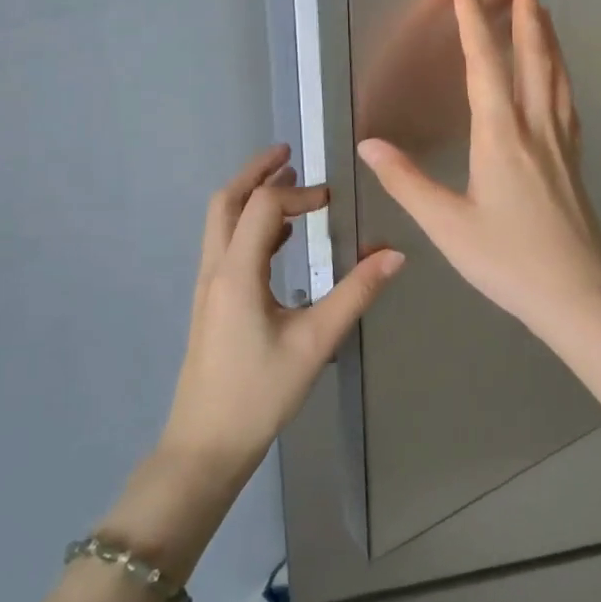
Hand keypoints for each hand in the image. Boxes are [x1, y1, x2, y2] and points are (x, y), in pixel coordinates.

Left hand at [160, 145, 405, 477]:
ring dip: (250, 196)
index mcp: (237, 273)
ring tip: (288, 186)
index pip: (262, 206)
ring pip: (221, 223)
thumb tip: (395, 254)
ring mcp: (209, 287)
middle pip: (226, 202)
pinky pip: (227, 246)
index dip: (298, 194)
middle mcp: (216, 270)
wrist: (205, 446)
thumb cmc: (259, 394)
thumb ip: (355, 294)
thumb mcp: (315, 342)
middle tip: (289, 155)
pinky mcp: (212, 304)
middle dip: (255, 173)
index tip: (332, 201)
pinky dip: (251, 226)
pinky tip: (281, 240)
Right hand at [357, 0, 600, 341]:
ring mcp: (561, 141)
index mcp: (501, 136)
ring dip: (548, 38)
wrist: (577, 291)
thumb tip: (369, 145)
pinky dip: (561, 73)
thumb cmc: (508, 260)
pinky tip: (559, 75)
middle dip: (526, 16)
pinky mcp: (574, 159)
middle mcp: (535, 127)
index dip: (472, 23)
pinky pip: (567, 100)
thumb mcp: (447, 226)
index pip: (484, 66)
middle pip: (533, 59)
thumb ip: (407, 182)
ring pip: (556, 75)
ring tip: (544, 10)